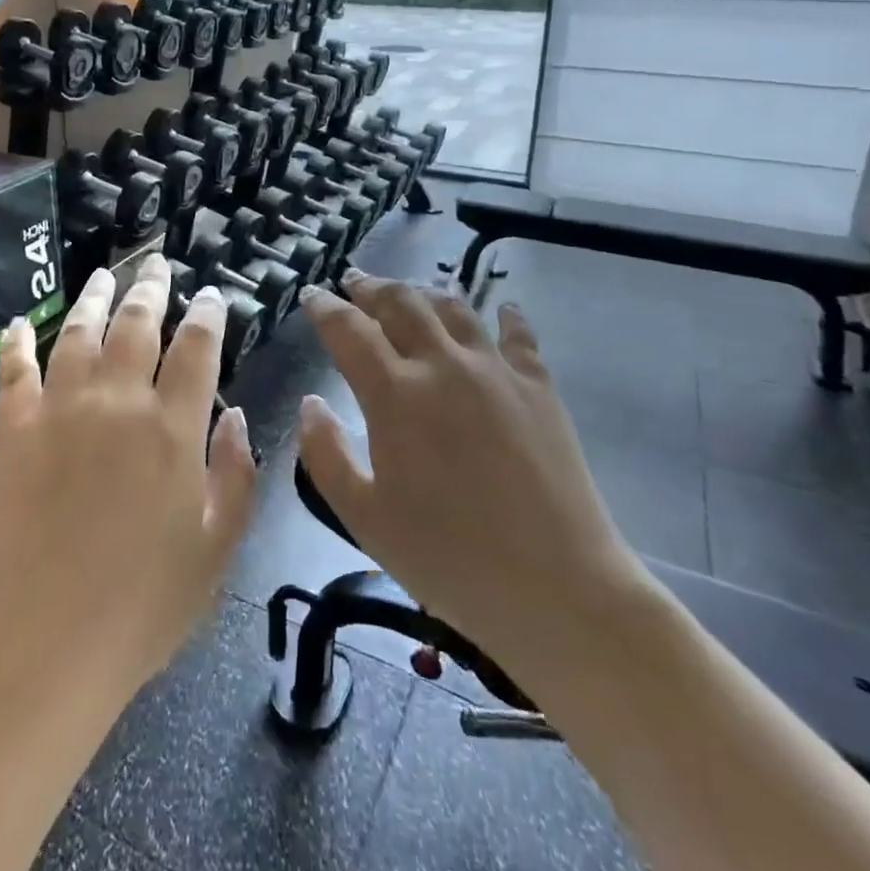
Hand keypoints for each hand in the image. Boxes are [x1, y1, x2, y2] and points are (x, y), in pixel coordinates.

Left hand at [0, 254, 257, 700]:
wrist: (44, 643)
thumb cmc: (144, 605)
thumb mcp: (218, 548)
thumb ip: (238, 475)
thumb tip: (239, 416)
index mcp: (173, 428)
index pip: (196, 347)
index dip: (207, 313)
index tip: (210, 295)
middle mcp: (118, 402)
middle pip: (137, 324)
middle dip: (151, 288)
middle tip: (157, 263)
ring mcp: (60, 409)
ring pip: (79, 332)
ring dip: (94, 297)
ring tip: (105, 274)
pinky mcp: (13, 428)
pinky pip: (15, 370)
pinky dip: (17, 342)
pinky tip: (19, 323)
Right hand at [297, 273, 649, 680]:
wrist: (558, 588)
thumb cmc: (449, 558)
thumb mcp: (364, 518)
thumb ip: (325, 455)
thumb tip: (311, 403)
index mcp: (395, 395)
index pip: (349, 329)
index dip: (326, 307)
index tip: (312, 295)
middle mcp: (443, 365)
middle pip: (401, 303)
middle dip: (371, 287)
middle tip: (354, 282)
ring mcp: (496, 370)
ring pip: (453, 307)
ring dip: (424, 293)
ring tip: (410, 293)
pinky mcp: (539, 386)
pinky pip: (518, 334)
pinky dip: (505, 315)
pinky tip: (501, 310)